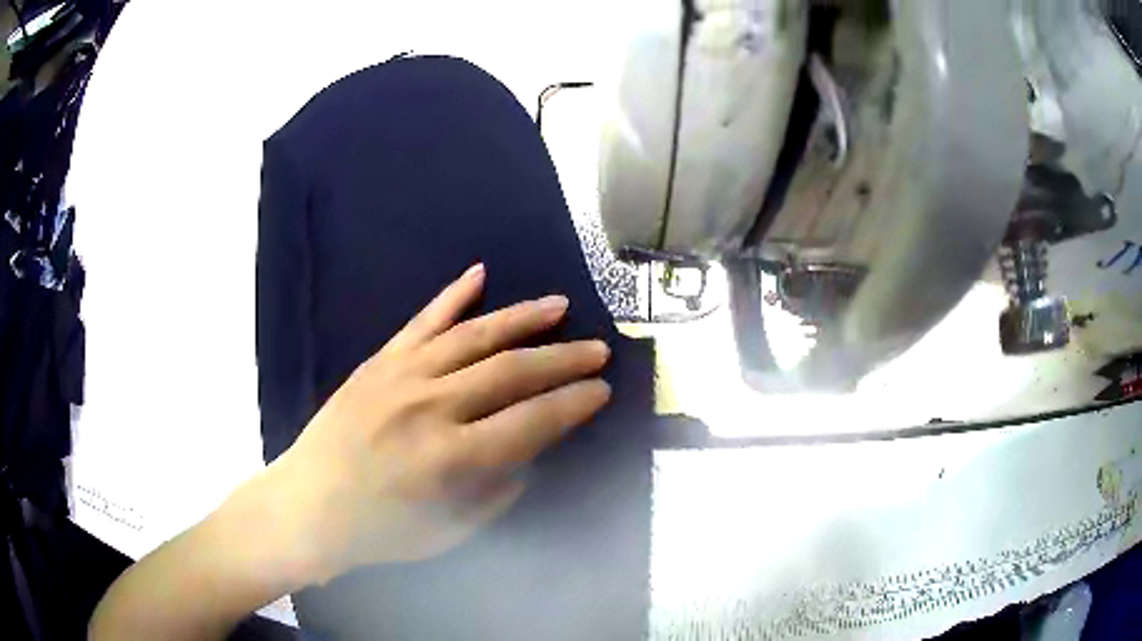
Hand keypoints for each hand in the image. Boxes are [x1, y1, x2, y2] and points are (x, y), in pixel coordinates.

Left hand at [263, 264, 611, 583]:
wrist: (308, 504)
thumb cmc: (380, 531)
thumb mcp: (451, 531)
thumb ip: (497, 491)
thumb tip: (529, 452)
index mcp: (450, 459)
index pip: (532, 422)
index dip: (574, 404)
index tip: (602, 391)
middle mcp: (430, 408)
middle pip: (511, 372)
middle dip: (564, 359)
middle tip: (599, 350)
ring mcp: (401, 376)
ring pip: (474, 336)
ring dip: (523, 318)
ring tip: (559, 306)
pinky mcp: (379, 362)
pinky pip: (422, 321)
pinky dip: (453, 296)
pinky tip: (479, 274)